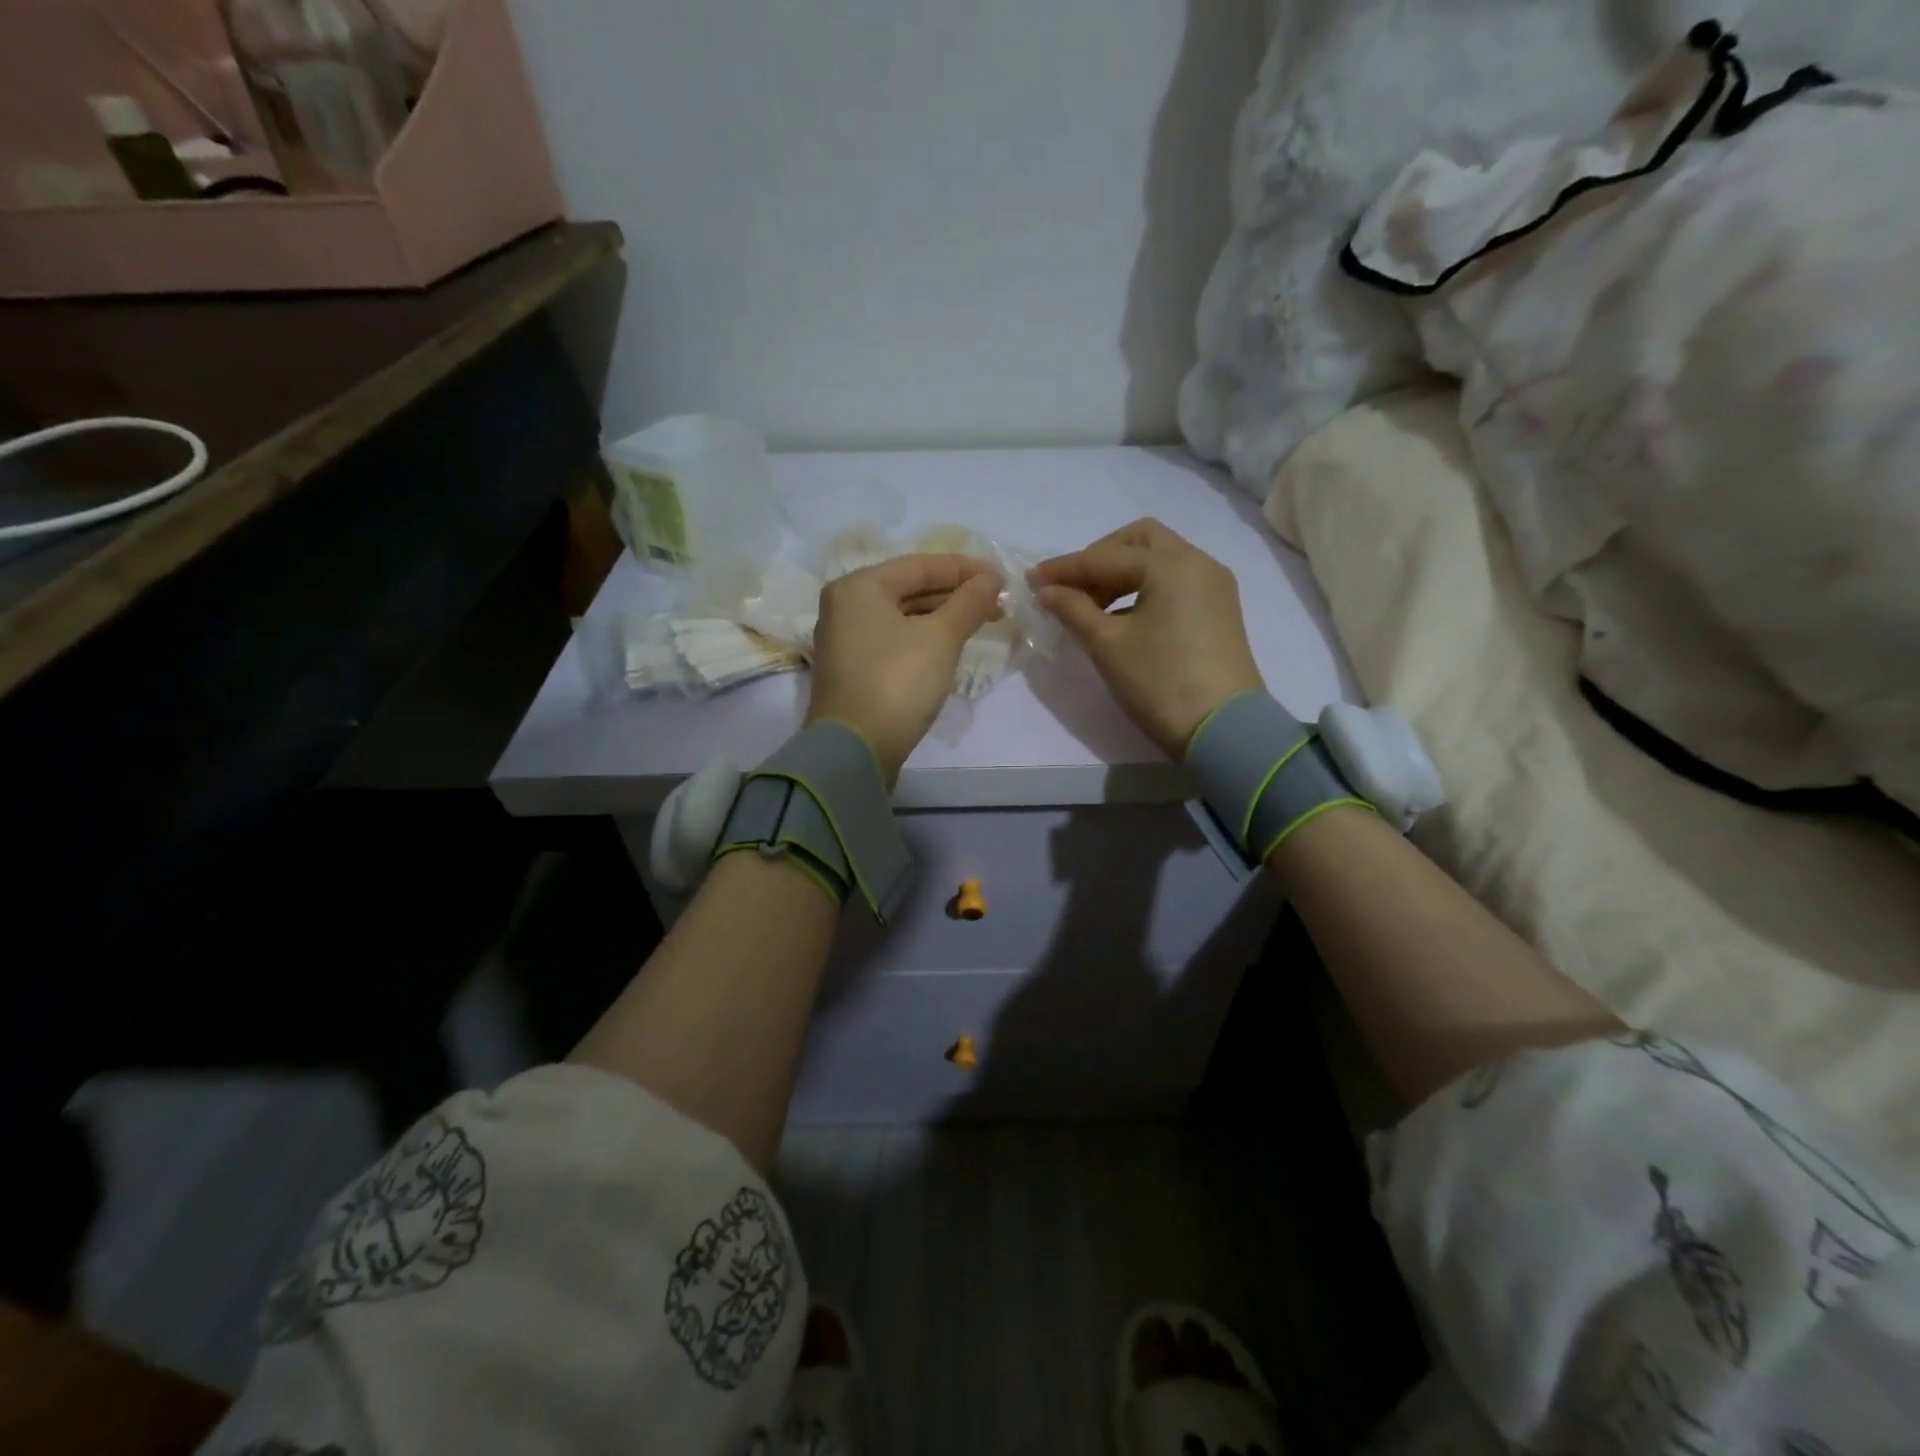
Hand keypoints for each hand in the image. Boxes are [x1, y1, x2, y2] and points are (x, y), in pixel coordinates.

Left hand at [806, 554, 1004, 784]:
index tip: (1001, 578)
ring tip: (983, 623)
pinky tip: (952, 646)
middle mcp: (846, 606)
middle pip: (910, 589)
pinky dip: (925, 638)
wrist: (855, 749)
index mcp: (859, 587)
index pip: (920, 566)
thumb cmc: (897, 681)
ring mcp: (846, 641)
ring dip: (943, 618)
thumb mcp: (940, 638)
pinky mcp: (854, 670)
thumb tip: (991, 579)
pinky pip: (895, 641)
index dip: (965, 569)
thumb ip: (969, 603)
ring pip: (904, 617)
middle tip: (998, 604)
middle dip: (956, 595)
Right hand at [1030, 519, 1263, 757]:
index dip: (1065, 568)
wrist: (1224, 729)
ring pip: (1160, 560)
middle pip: (1140, 541)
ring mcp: (1214, 586)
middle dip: (1100, 558)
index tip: (1032, 579)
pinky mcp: (1219, 609)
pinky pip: (1175, 582)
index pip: (1106, 557)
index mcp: (1171, 564)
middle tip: (1072, 588)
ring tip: (1092, 607)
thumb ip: (1073, 609)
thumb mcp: (1108, 645)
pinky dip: (1145, 589)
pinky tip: (1123, 618)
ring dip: (1122, 574)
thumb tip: (1047, 590)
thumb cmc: (1160, 682)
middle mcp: (1198, 562)